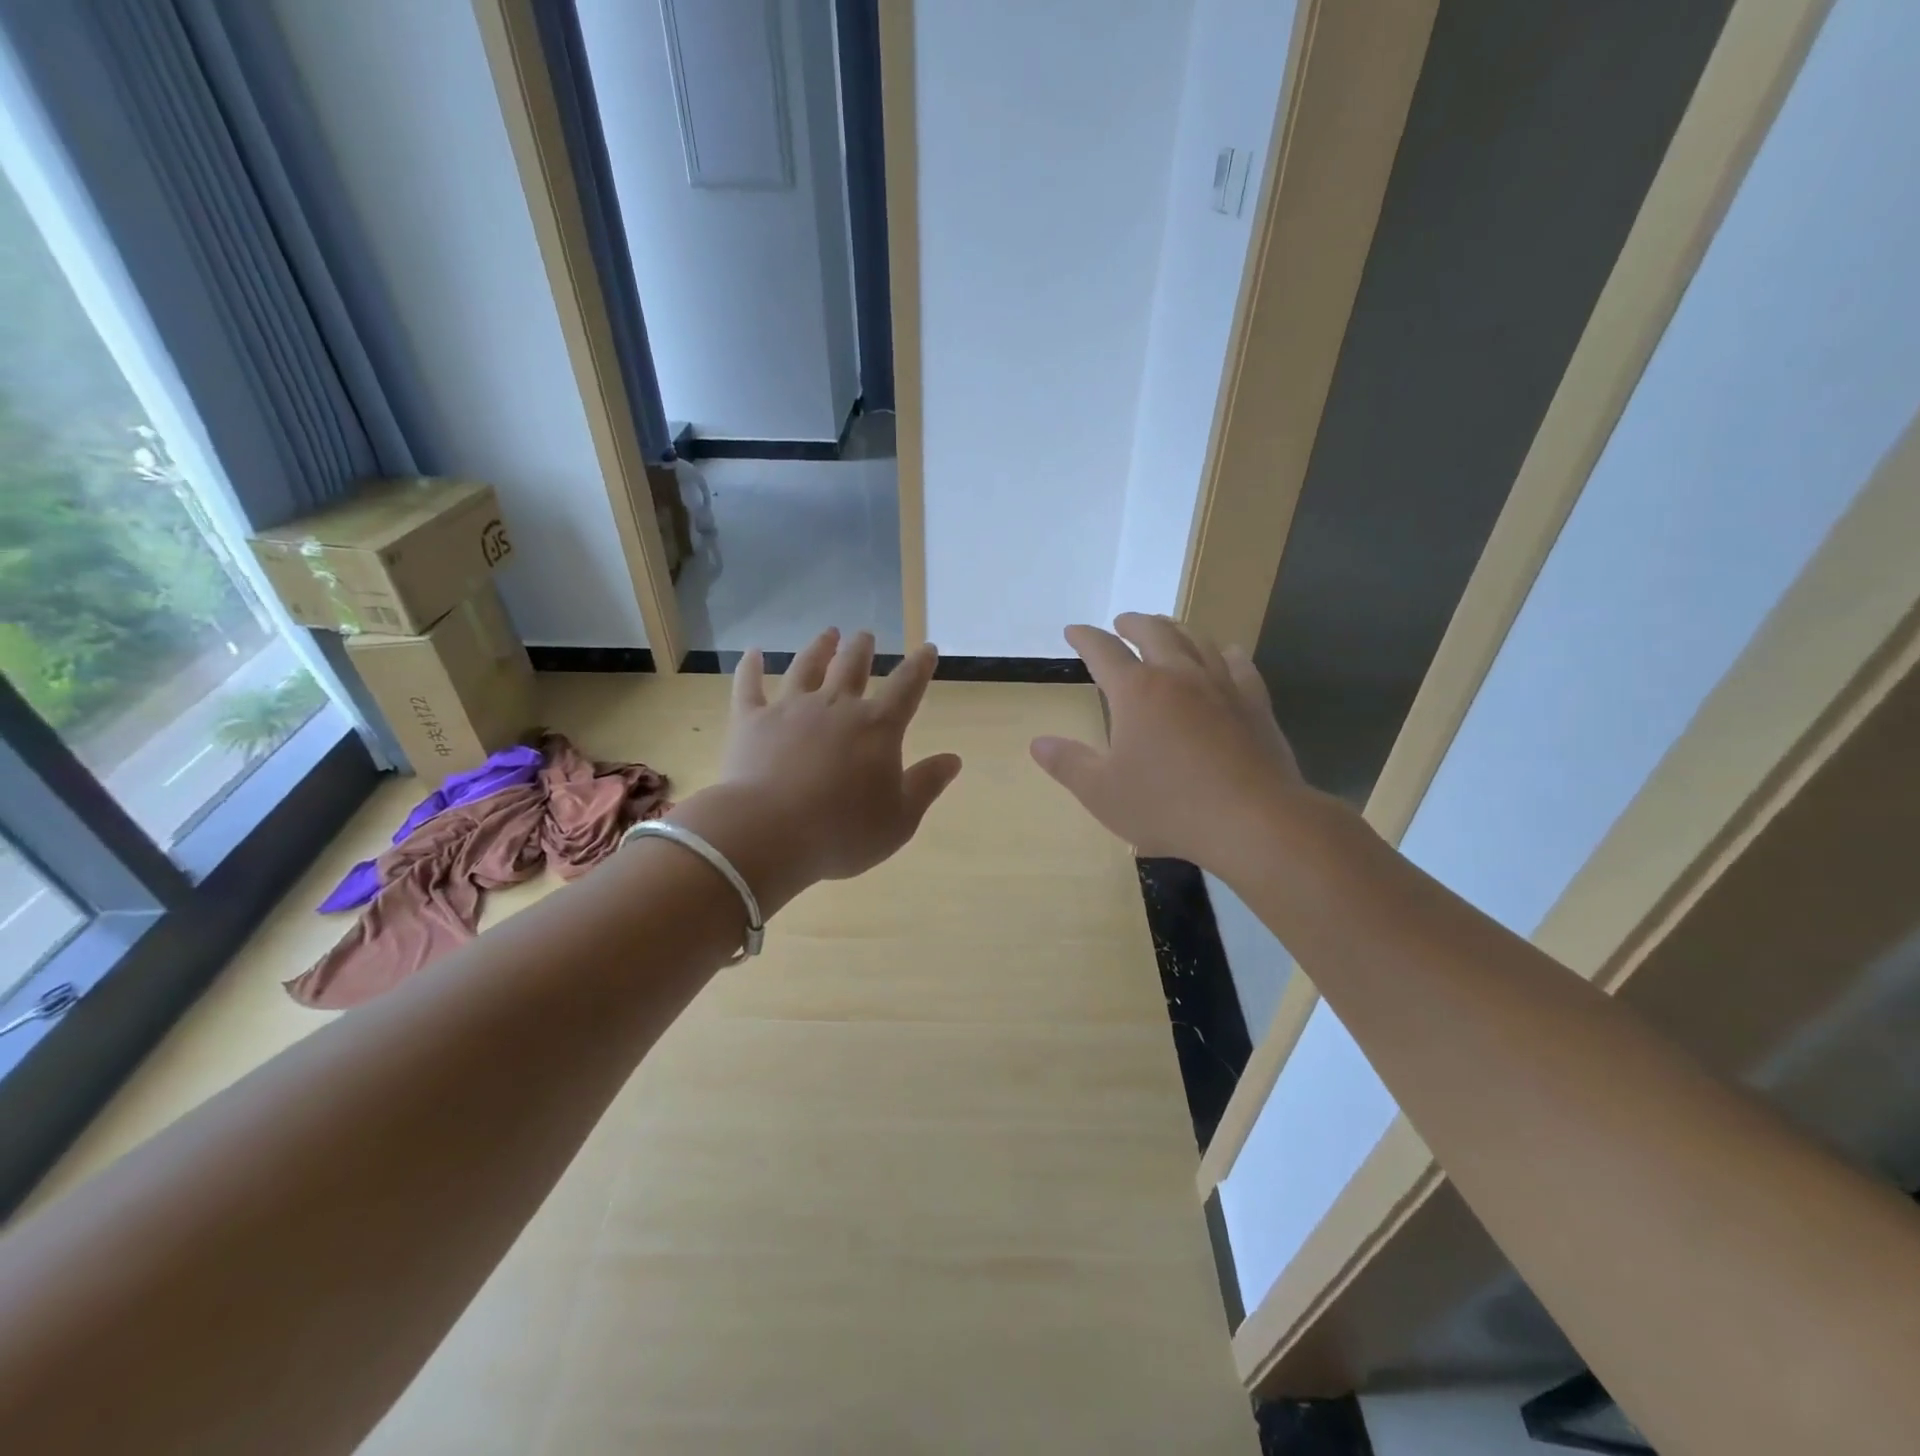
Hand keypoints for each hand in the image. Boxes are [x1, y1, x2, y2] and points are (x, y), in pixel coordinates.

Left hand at [680, 630, 961, 900]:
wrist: (769, 833)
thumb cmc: (843, 831)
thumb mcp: (900, 819)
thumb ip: (926, 785)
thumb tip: (953, 759)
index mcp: (877, 727)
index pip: (907, 687)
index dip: (920, 666)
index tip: (928, 649)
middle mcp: (836, 706)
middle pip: (852, 666)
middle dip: (862, 648)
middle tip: (865, 635)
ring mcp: (790, 709)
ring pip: (807, 666)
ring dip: (819, 647)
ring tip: (828, 633)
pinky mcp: (750, 721)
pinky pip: (749, 686)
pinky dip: (750, 667)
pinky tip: (753, 652)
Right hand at [1031, 614, 1308, 867]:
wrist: (1252, 821)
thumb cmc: (1168, 806)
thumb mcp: (1102, 793)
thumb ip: (1068, 764)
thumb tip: (1038, 743)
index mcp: (1136, 692)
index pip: (1103, 651)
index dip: (1085, 638)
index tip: (1073, 631)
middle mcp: (1178, 675)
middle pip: (1153, 632)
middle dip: (1133, 623)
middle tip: (1122, 623)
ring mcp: (1221, 685)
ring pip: (1196, 640)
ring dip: (1175, 629)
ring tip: (1166, 630)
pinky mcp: (1254, 703)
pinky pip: (1239, 663)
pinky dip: (1225, 652)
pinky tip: (1225, 654)